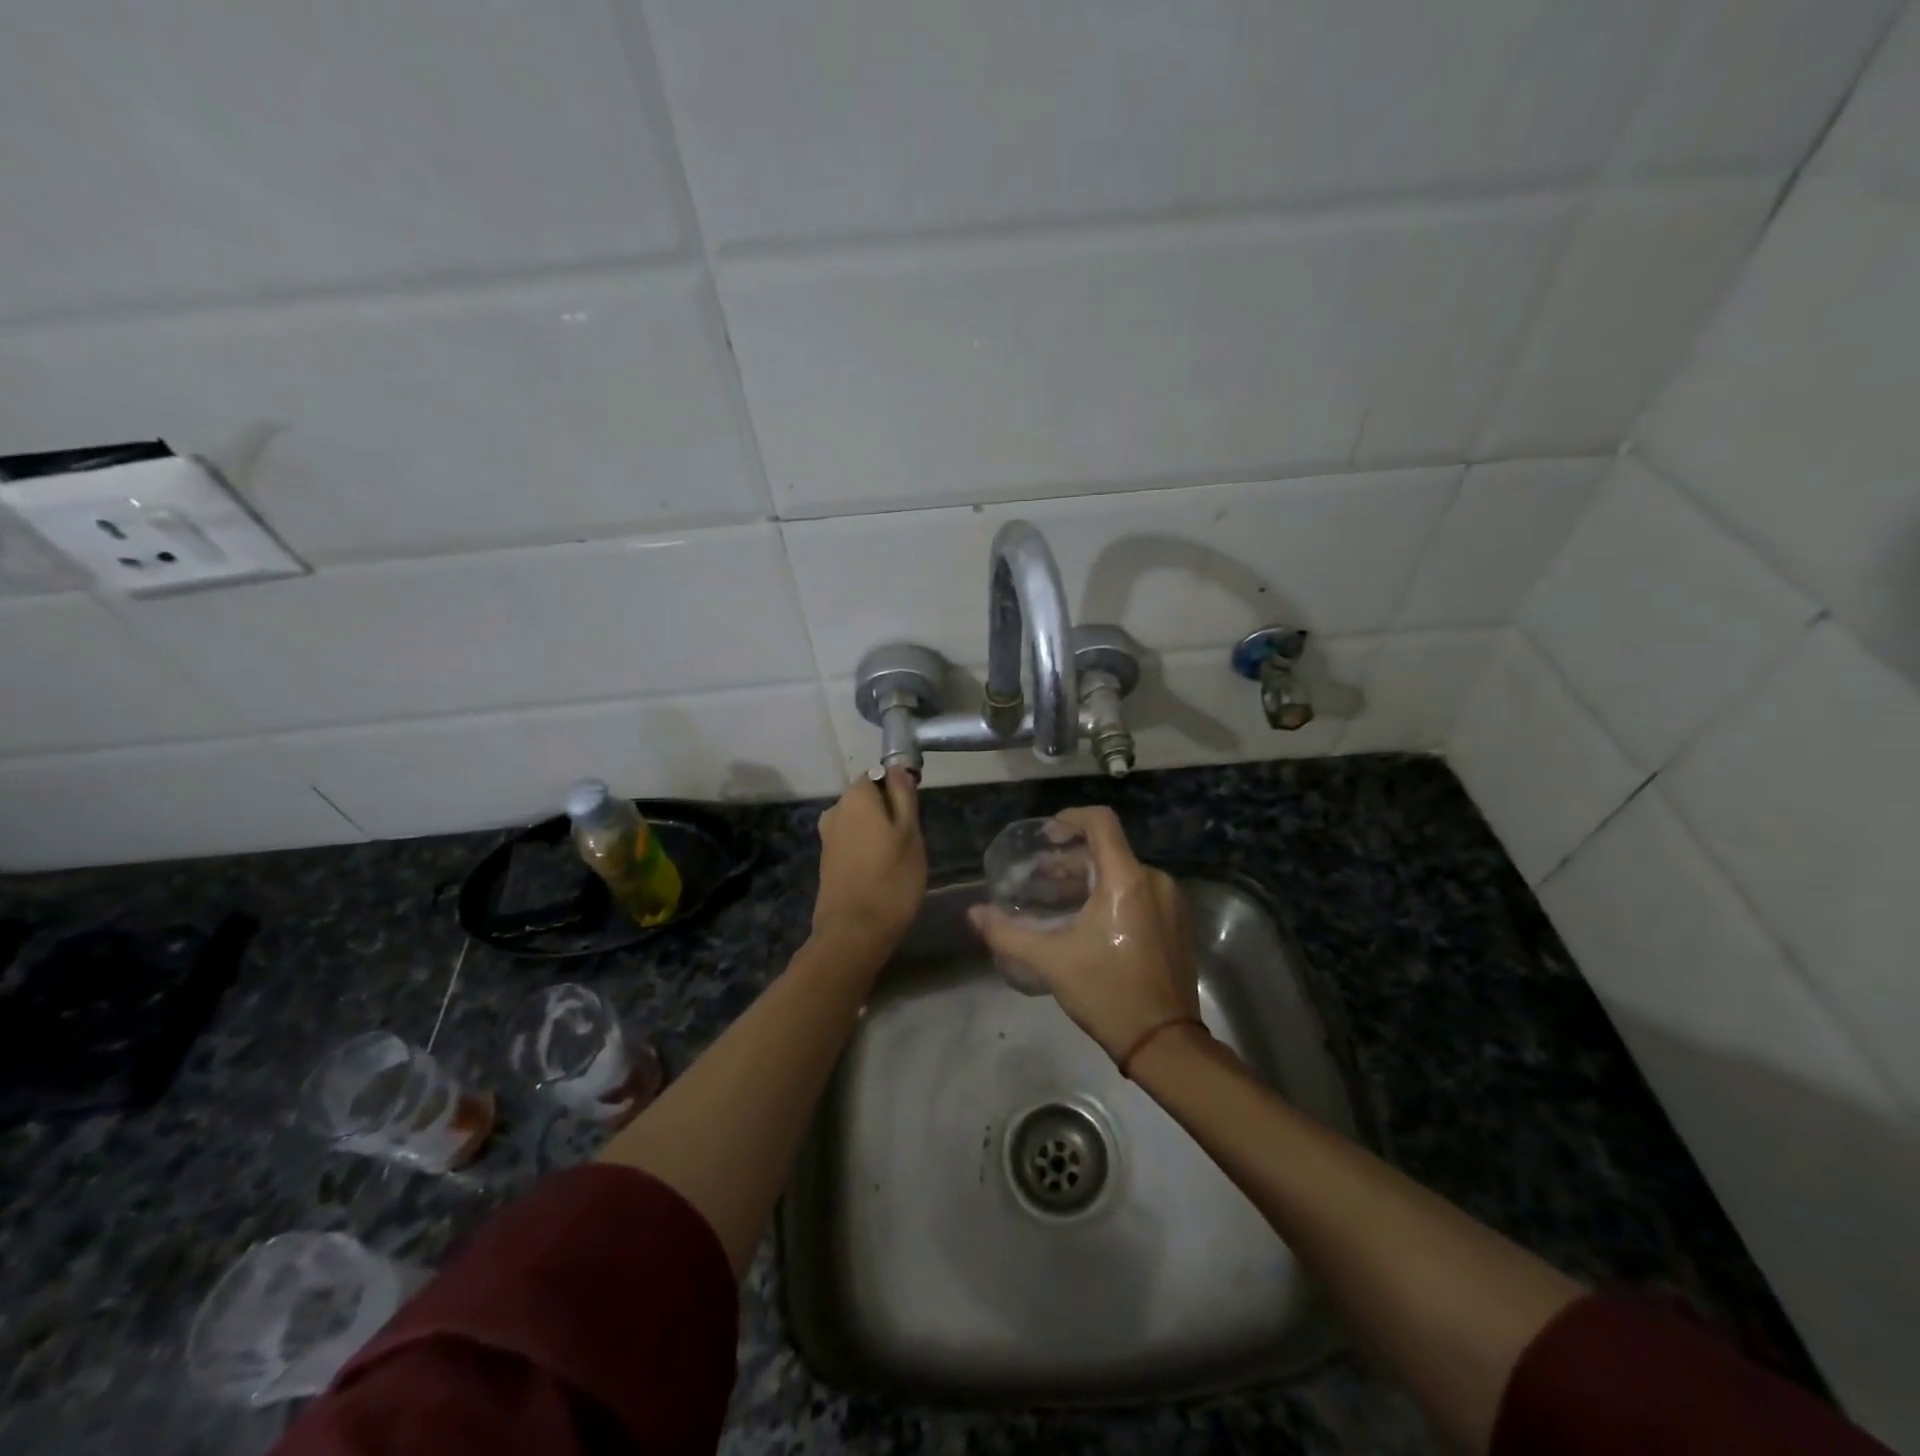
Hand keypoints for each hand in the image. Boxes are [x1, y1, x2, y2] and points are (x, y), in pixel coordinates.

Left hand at [811, 769, 926, 963]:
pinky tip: (881, 872)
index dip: (899, 789)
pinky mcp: (826, 861)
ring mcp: (827, 837)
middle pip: (867, 799)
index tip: (915, 813)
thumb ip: (904, 797)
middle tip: (911, 840)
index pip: (879, 774)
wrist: (853, 934)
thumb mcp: (910, 834)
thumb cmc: (891, 880)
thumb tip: (898, 769)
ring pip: (860, 822)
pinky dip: (866, 850)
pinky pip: (852, 842)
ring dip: (878, 833)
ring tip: (899, 860)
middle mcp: (835, 810)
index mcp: (855, 797)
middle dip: (888, 812)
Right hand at [967, 806, 1198, 1060]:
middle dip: (1070, 859)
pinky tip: (1087, 921)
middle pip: (1108, 850)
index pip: (1101, 822)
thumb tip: (974, 913)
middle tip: (1039, 877)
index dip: (1070, 818)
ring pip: (1124, 873)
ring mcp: (1170, 903)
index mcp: (1127, 880)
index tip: (1046, 834)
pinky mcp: (1177, 923)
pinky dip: (1110, 895)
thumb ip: (1007, 933)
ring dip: (1088, 879)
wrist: (1164, 1042)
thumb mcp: (1050, 961)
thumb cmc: (1106, 992)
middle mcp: (1154, 881)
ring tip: (1056, 900)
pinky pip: (1140, 893)